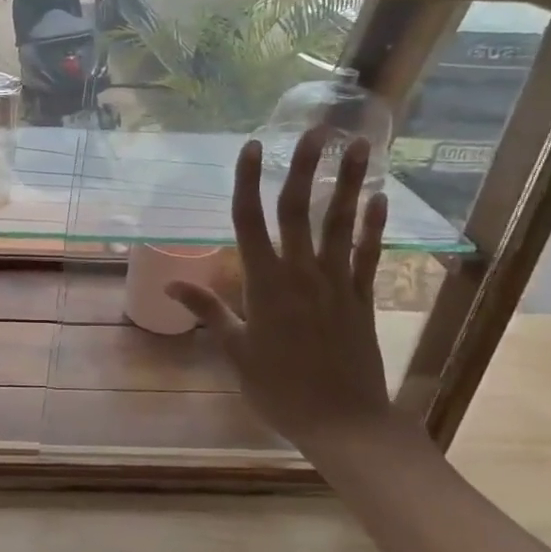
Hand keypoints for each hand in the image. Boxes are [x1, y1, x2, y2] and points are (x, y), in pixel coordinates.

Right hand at [167, 128, 394, 451]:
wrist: (342, 422)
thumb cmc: (278, 389)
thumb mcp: (235, 351)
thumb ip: (208, 310)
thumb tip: (172, 283)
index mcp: (264, 286)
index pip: (251, 223)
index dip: (248, 183)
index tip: (251, 148)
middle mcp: (301, 275)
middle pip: (299, 211)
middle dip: (304, 168)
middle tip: (314, 130)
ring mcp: (337, 284)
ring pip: (340, 224)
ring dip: (347, 183)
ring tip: (357, 145)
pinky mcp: (362, 297)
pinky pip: (368, 254)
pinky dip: (373, 224)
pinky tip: (378, 196)